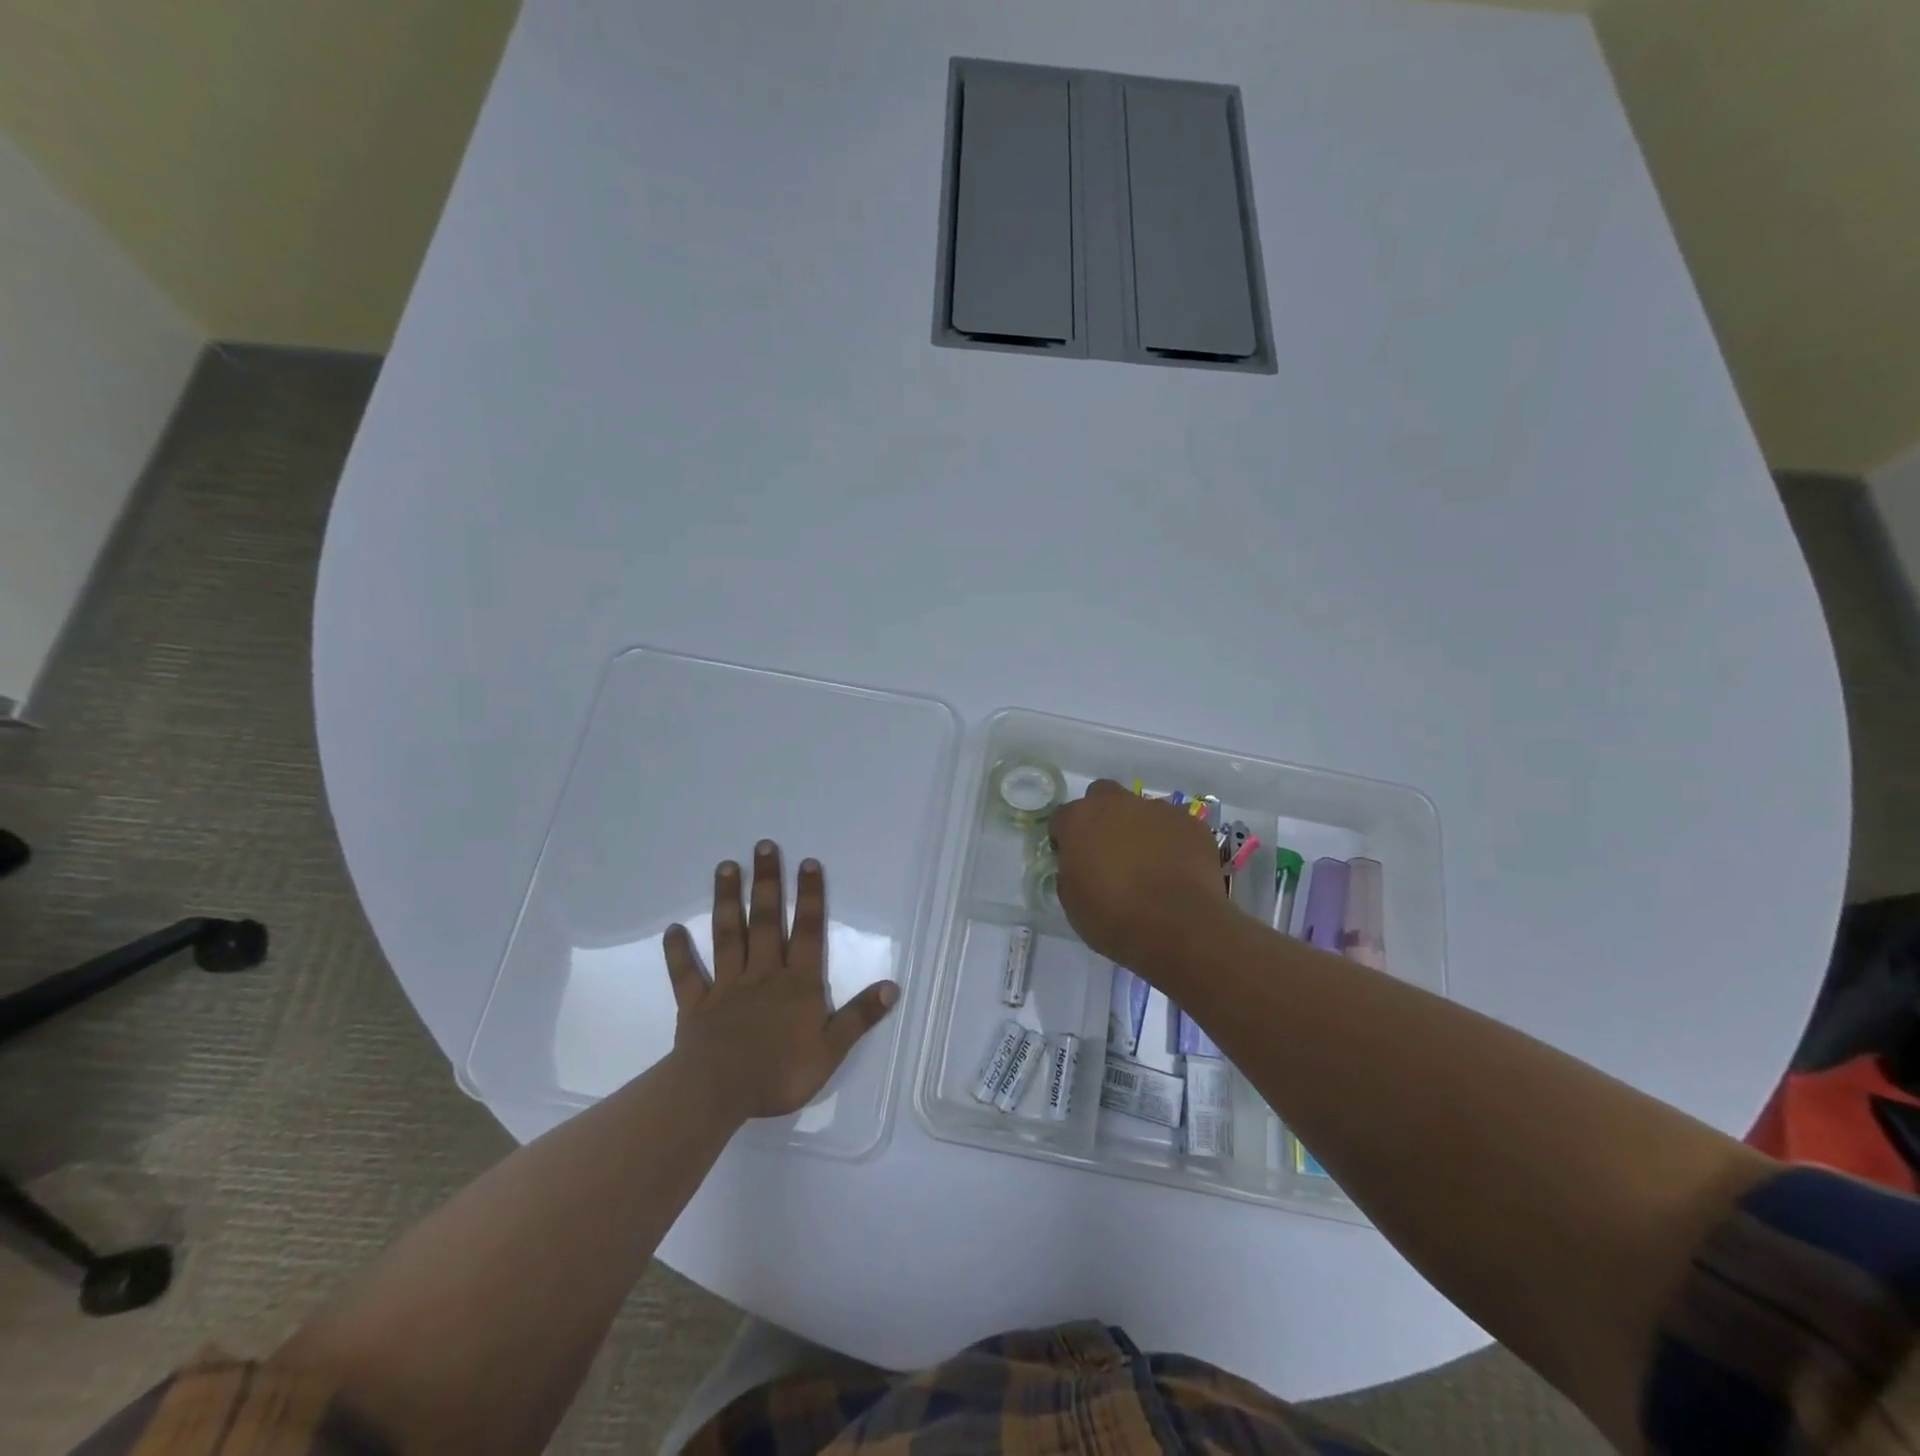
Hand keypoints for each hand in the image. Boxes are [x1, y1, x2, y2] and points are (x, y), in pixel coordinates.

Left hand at [664, 842, 896, 1122]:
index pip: (808, 932)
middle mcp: (764, 974)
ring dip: (728, 901)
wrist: (719, 1092)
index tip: (807, 862)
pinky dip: (679, 953)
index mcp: (798, 983)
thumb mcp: (831, 1049)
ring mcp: (727, 986)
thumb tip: (892, 987)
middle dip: (768, 883)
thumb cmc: (780, 1072)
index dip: (810, 897)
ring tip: (726, 867)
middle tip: (763, 847)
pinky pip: (687, 975)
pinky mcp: (697, 1006)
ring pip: (728, 936)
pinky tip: (672, 930)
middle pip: (767, 921)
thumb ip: (860, 1017)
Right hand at [1049, 780, 1233, 975]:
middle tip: (1110, 851)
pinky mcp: (1192, 823)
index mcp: (1080, 820)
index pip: (1063, 817)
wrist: (1177, 928)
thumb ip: (1070, 871)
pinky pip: (1176, 826)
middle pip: (1103, 796)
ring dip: (1140, 829)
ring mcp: (1158, 809)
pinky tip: (1177, 870)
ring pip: (1142, 810)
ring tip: (1150, 865)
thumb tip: (1079, 865)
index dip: (1066, 838)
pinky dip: (1173, 842)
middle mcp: (1116, 803)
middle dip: (1103, 816)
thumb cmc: (1113, 918)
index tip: (1073, 859)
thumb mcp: (1072, 901)